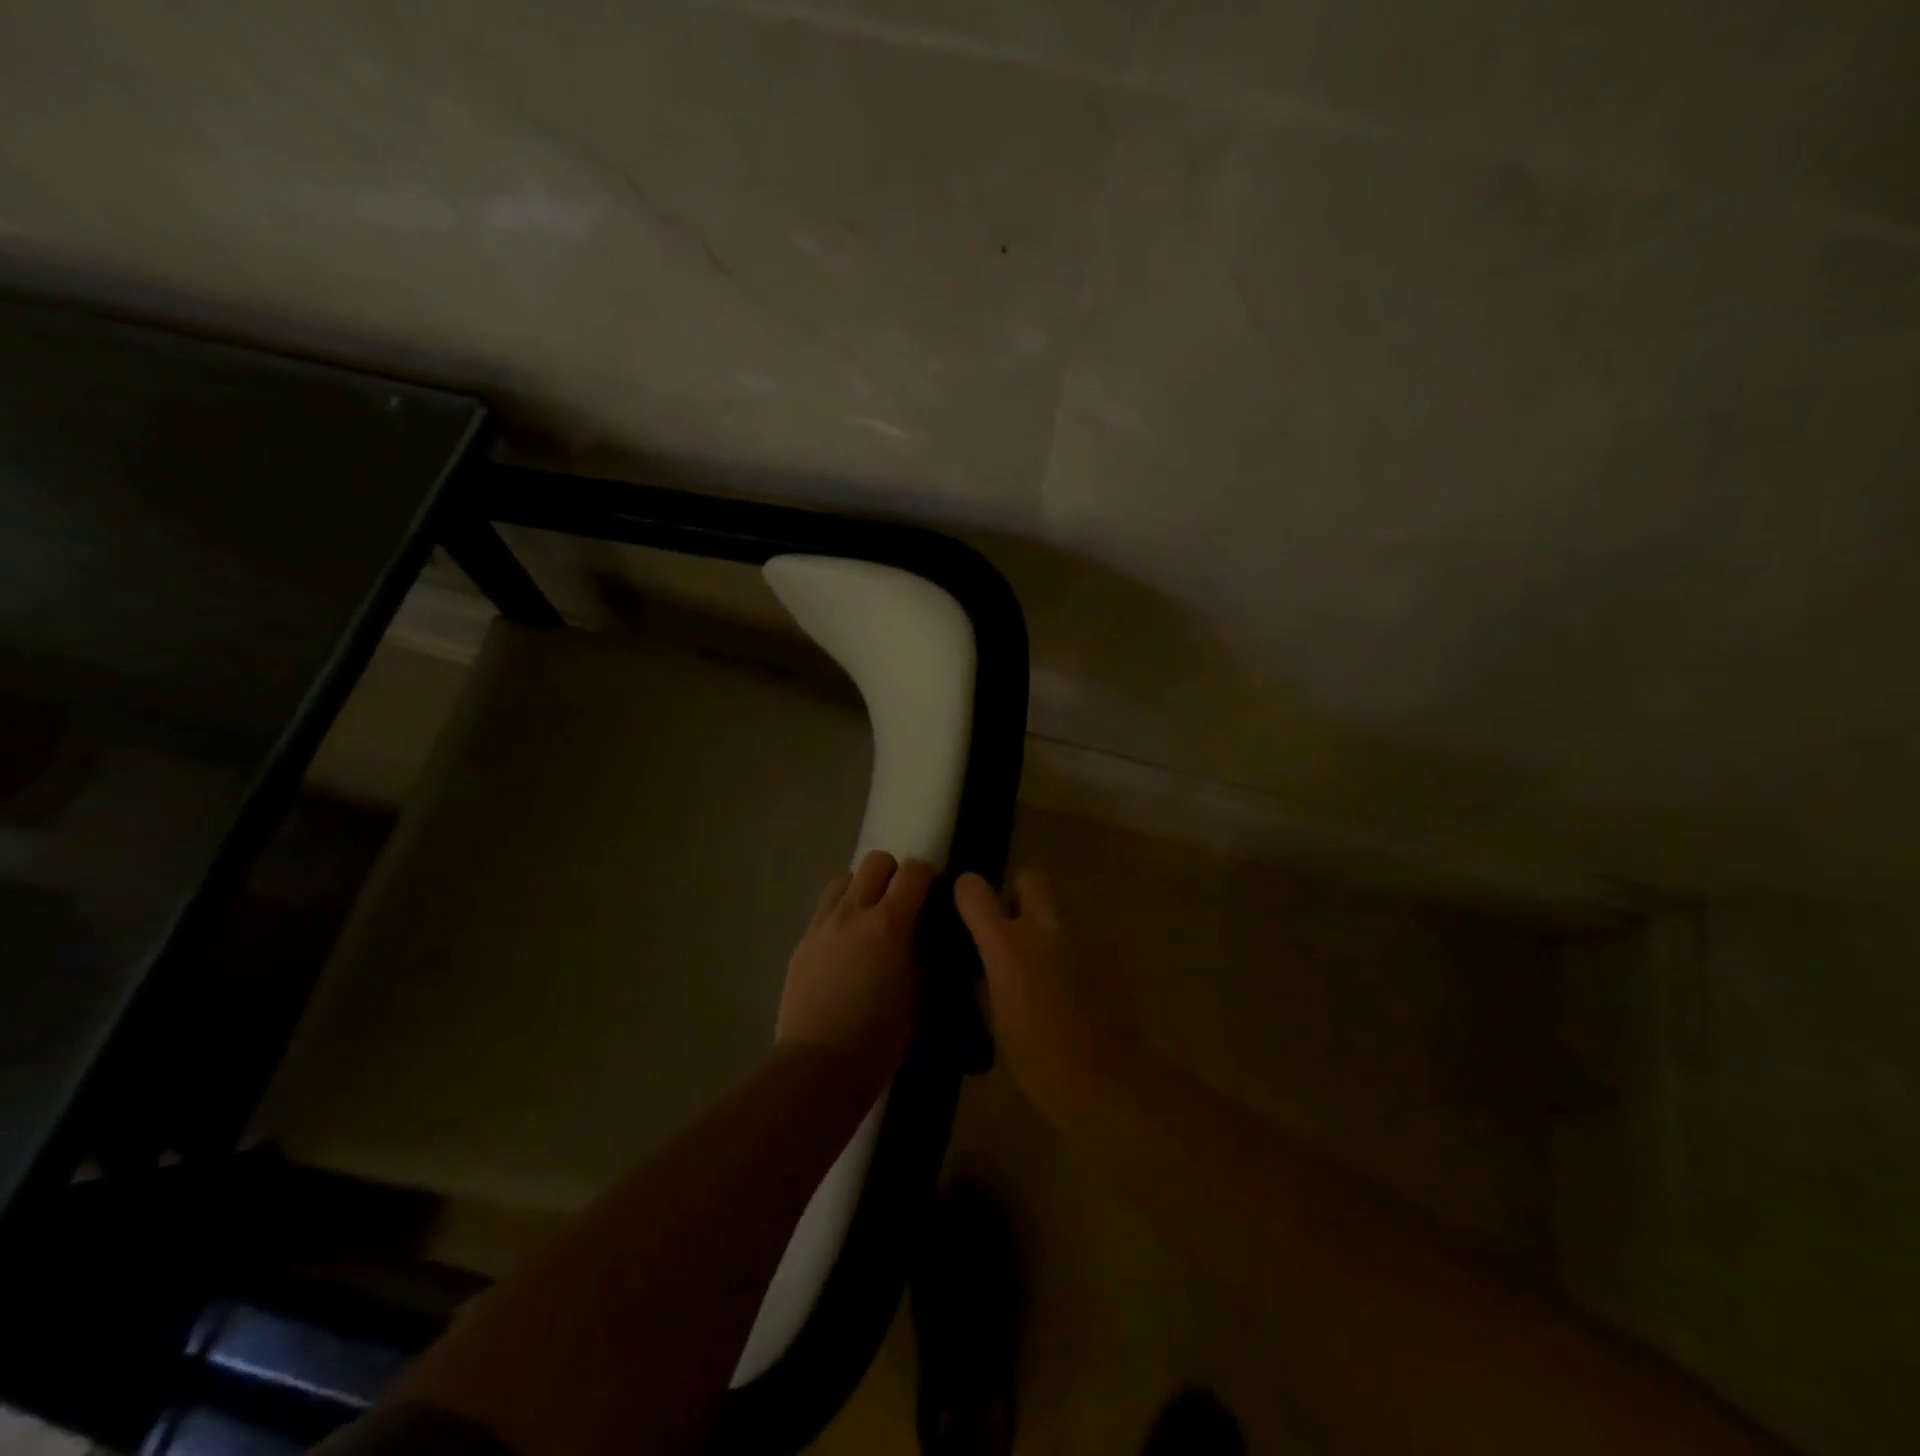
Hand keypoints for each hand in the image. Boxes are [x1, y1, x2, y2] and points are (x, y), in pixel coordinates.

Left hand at [779, 851, 935, 1095]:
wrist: (818, 1066)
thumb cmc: (879, 1037)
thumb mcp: (919, 995)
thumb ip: (926, 954)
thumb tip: (927, 932)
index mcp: (889, 923)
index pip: (913, 871)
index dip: (929, 875)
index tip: (935, 894)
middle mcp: (853, 911)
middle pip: (876, 861)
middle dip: (895, 874)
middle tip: (903, 904)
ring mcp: (823, 924)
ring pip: (845, 878)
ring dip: (863, 889)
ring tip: (870, 920)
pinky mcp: (803, 941)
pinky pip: (825, 908)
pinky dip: (842, 912)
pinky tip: (847, 946)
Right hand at [954, 871, 1151, 1128]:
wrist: (1109, 1080)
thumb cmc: (1040, 1062)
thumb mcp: (996, 1023)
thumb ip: (985, 981)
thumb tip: (983, 965)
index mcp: (1007, 946)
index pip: (974, 890)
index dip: (967, 894)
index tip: (968, 910)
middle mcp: (1045, 926)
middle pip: (1029, 877)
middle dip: (1017, 895)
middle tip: (1014, 930)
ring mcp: (1083, 933)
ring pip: (1059, 905)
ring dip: (1047, 923)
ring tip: (1048, 963)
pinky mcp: (1111, 947)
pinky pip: (1083, 931)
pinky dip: (1073, 945)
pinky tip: (1076, 981)